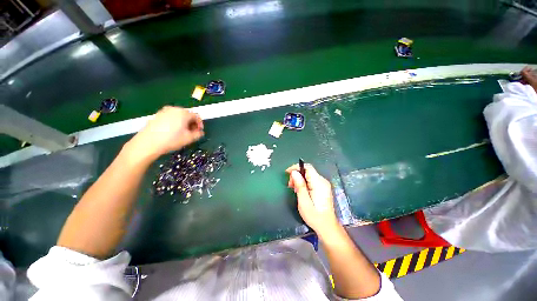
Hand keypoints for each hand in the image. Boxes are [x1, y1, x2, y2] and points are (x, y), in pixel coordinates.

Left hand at [128, 106, 203, 161]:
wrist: (148, 143)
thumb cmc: (171, 140)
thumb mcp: (189, 139)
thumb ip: (198, 134)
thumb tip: (200, 132)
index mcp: (184, 113)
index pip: (197, 116)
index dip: (200, 124)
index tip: (199, 132)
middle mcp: (174, 109)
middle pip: (188, 114)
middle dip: (192, 123)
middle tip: (192, 132)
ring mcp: (164, 111)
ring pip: (179, 115)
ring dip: (184, 123)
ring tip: (182, 132)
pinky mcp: (157, 115)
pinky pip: (171, 117)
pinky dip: (175, 122)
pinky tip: (173, 131)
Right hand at [286, 164, 340, 237]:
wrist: (327, 226)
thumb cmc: (314, 216)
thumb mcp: (304, 202)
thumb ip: (300, 185)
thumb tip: (294, 172)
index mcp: (319, 183)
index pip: (308, 167)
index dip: (296, 167)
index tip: (287, 173)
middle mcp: (323, 181)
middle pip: (307, 170)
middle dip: (297, 175)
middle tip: (290, 185)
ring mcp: (324, 184)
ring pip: (308, 175)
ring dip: (299, 179)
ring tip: (294, 189)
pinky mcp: (323, 187)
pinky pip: (311, 179)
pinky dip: (304, 182)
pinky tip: (300, 190)